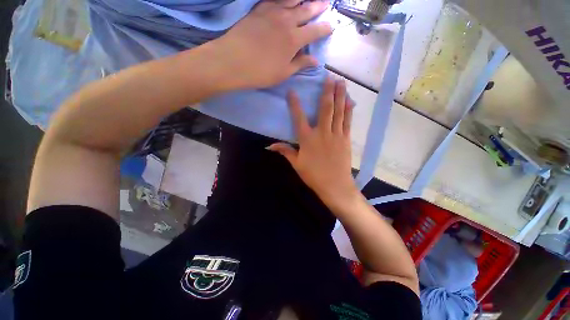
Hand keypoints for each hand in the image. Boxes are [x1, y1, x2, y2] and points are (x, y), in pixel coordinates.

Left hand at [212, 0, 331, 89]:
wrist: (234, 61)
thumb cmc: (261, 72)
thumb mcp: (284, 73)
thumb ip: (300, 64)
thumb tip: (316, 61)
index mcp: (294, 40)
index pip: (315, 31)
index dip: (324, 29)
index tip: (330, 27)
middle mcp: (286, 21)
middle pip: (306, 10)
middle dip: (318, 6)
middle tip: (326, 3)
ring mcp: (272, 12)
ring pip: (291, 0)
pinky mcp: (259, 10)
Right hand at [268, 77, 360, 212]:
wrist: (334, 185)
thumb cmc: (313, 175)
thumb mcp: (296, 164)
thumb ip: (285, 151)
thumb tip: (269, 146)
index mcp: (307, 139)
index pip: (299, 118)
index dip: (295, 104)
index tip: (292, 91)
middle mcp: (322, 133)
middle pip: (325, 109)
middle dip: (327, 91)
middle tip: (329, 76)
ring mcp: (336, 135)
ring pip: (338, 111)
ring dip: (340, 96)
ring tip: (341, 82)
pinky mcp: (345, 139)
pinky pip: (347, 121)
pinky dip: (348, 110)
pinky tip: (350, 101)